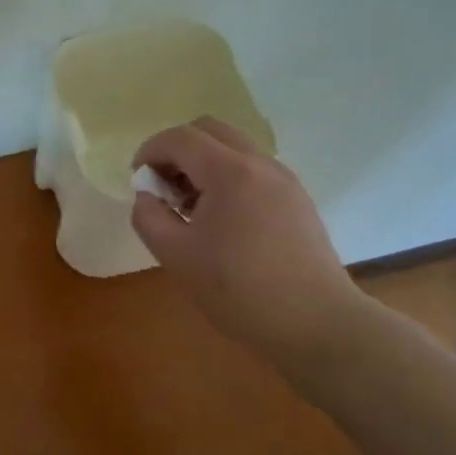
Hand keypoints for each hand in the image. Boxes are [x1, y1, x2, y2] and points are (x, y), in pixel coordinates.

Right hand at [132, 118, 364, 354]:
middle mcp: (260, 164)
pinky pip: (253, 168)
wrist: (318, 324)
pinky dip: (227, 176)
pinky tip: (221, 219)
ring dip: (203, 162)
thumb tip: (148, 196)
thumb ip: (148, 216)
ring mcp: (284, 180)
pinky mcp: (297, 199)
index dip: (150, 150)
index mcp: (229, 172)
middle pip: (209, 130)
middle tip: (164, 186)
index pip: (180, 138)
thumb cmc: (240, 290)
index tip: (137, 178)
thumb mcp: (176, 256)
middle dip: (178, 149)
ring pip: (234, 147)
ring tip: (191, 206)